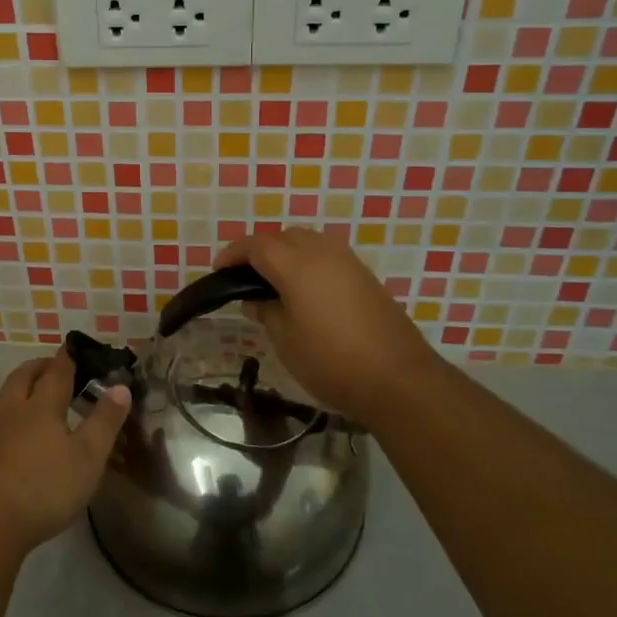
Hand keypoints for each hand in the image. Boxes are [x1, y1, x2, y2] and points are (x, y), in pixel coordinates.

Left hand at [0, 352, 131, 551]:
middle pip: (22, 378)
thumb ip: (105, 421)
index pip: (56, 374)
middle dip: (37, 368)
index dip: (65, 359)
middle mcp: (13, 412)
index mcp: (42, 407)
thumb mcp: (88, 457)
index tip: (71, 347)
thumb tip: (120, 387)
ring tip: (18, 394)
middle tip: (49, 366)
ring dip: (10, 390)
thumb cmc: (46, 487)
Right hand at [214, 229, 446, 429]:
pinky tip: (305, 292)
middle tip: (245, 277)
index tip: (218, 270)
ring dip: (287, 253)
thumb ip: (266, 312)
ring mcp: (349, 262)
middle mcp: (323, 253)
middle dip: (260, 250)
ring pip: (309, 242)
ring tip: (274, 283)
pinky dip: (309, 263)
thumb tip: (255, 300)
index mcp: (297, 265)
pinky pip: (327, 256)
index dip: (233, 254)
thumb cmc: (331, 361)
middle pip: (284, 237)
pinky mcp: (366, 277)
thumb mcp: (285, 341)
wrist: (398, 379)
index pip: (256, 246)